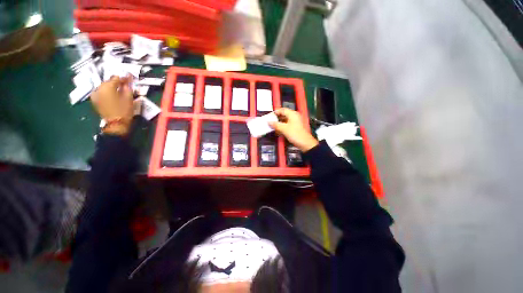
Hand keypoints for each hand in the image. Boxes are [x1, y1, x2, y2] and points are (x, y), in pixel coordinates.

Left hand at [90, 75, 133, 135]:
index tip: (130, 78)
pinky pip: (101, 92)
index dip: (124, 78)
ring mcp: (95, 94)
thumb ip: (128, 88)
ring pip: (104, 87)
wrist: (116, 124)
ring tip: (119, 90)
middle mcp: (99, 88)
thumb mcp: (129, 99)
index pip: (116, 78)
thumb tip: (128, 81)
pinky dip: (107, 92)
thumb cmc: (124, 111)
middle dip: (117, 82)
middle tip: (125, 84)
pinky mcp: (95, 100)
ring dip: (112, 87)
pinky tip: (112, 94)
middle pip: (108, 82)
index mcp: (107, 87)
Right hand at [269, 108, 318, 151]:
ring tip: (272, 126)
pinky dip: (282, 127)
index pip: (282, 110)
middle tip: (269, 121)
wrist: (305, 143)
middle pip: (283, 115)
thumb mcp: (284, 129)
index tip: (269, 116)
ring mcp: (295, 122)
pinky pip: (286, 125)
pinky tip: (277, 131)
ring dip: (278, 123)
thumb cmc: (295, 134)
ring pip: (284, 120)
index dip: (275, 112)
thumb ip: (276, 124)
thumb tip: (269, 122)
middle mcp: (294, 116)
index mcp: (292, 114)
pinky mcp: (295, 127)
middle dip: (276, 118)